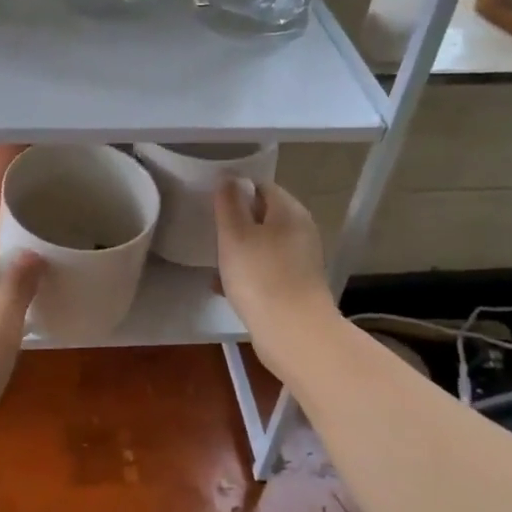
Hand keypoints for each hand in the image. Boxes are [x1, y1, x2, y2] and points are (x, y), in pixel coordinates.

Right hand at [214, 178, 336, 370]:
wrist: (294, 334)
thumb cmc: (260, 277)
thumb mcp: (235, 235)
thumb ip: (229, 203)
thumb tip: (229, 178)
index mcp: (290, 211)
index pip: (261, 186)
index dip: (235, 191)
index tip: (211, 204)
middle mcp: (301, 231)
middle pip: (264, 216)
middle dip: (236, 223)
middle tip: (210, 232)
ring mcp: (301, 260)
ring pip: (263, 244)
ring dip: (239, 250)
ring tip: (214, 261)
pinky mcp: (297, 285)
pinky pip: (267, 270)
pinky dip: (247, 273)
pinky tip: (224, 286)